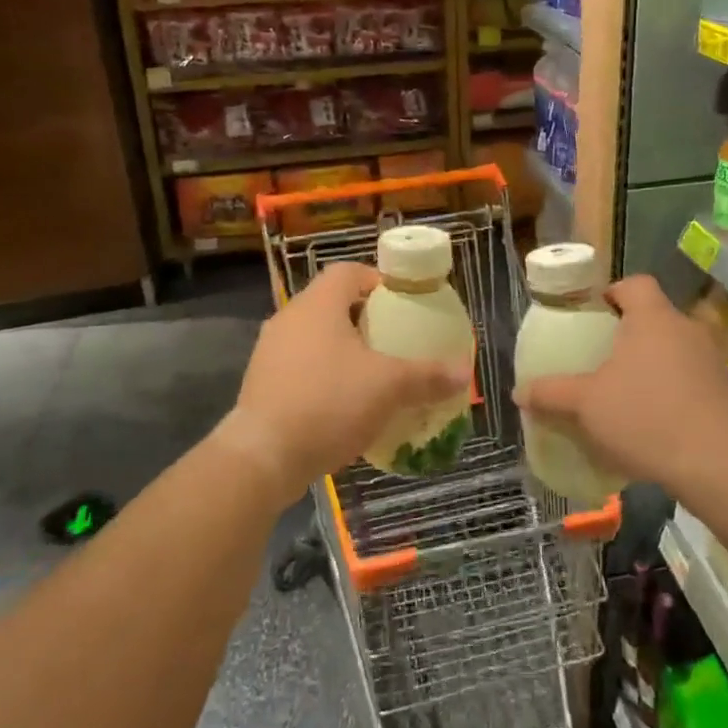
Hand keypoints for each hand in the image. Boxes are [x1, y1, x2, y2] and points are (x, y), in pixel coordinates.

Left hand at [218, 262, 472, 499]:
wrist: (262, 456)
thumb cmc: (329, 403)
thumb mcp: (389, 387)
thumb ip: (428, 376)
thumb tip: (466, 371)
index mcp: (318, 304)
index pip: (348, 271)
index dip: (377, 281)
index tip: (402, 303)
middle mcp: (289, 318)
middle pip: (332, 304)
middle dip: (365, 320)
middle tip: (394, 340)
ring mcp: (270, 352)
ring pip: (315, 338)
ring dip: (344, 350)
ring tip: (373, 374)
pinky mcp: (261, 384)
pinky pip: (301, 368)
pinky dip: (324, 377)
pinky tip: (344, 405)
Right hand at [517, 276, 727, 497]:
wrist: (717, 464)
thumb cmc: (645, 417)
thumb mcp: (586, 404)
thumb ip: (551, 393)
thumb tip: (519, 392)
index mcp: (653, 317)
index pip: (635, 284)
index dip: (612, 293)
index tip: (593, 317)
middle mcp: (686, 328)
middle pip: (654, 316)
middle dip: (628, 334)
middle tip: (601, 359)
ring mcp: (711, 359)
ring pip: (673, 348)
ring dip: (651, 363)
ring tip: (627, 393)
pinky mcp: (725, 391)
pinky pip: (691, 377)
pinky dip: (672, 389)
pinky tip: (656, 420)